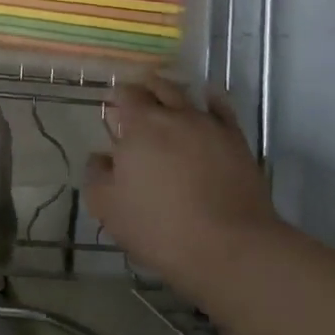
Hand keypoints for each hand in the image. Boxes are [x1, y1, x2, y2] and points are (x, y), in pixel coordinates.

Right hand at [85, 76, 278, 302]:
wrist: (230, 247)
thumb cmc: (160, 227)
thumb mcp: (108, 208)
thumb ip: (97, 176)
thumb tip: (101, 158)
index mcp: (140, 126)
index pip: (126, 94)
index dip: (118, 98)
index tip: (113, 110)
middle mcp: (175, 115)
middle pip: (157, 87)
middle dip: (144, 90)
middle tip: (137, 102)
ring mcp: (209, 126)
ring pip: (188, 95)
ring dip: (173, 93)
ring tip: (167, 100)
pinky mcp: (237, 141)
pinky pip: (222, 109)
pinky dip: (211, 101)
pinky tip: (207, 104)